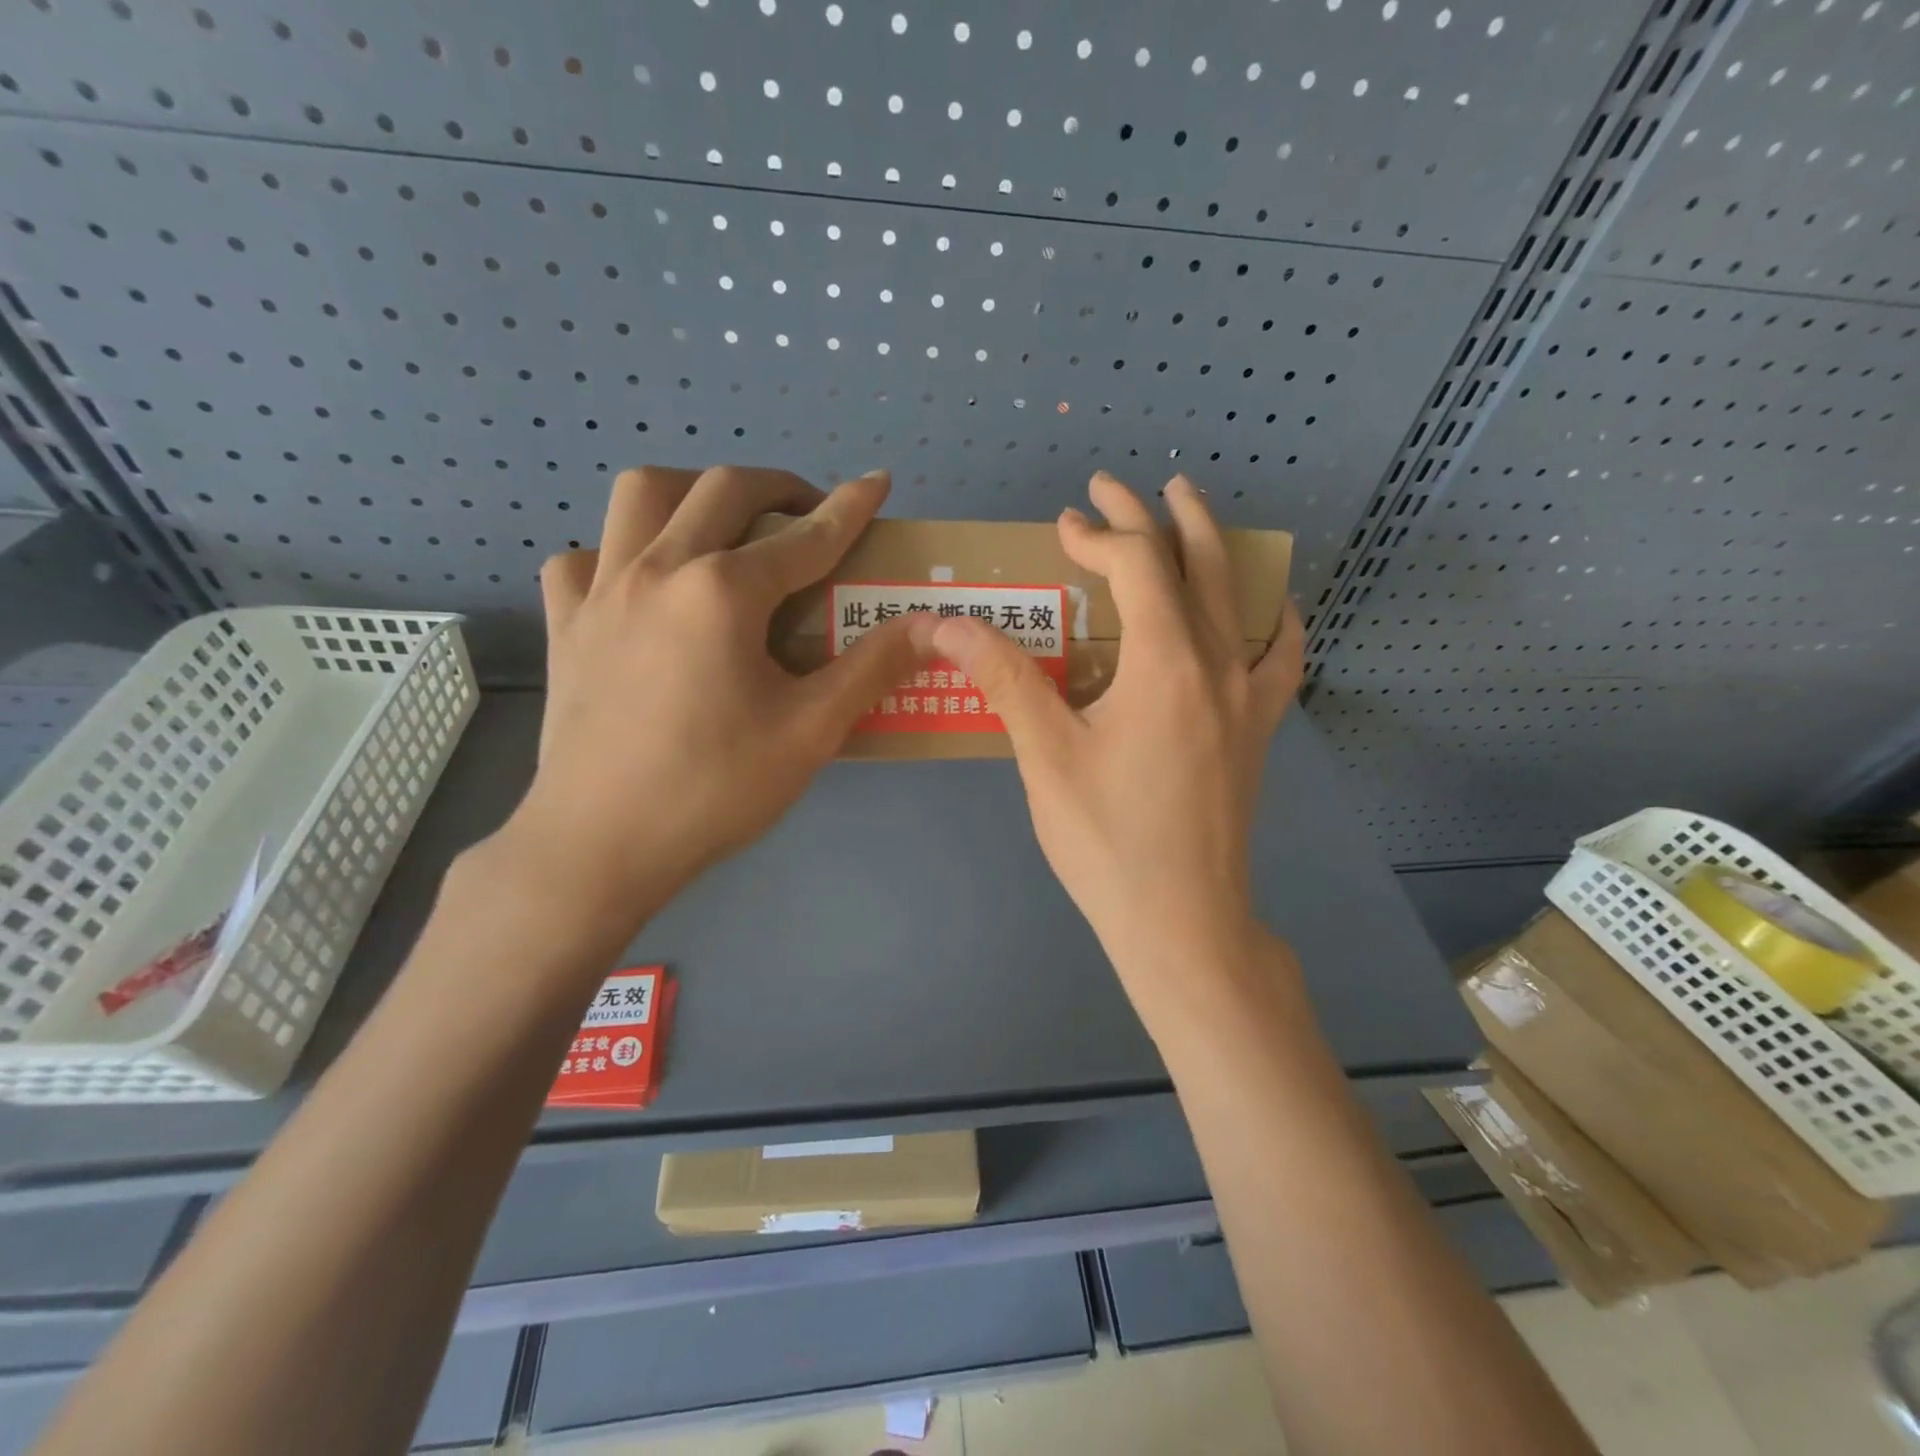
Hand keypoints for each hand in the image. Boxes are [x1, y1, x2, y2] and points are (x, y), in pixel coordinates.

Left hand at [500, 465, 933, 924]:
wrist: (601, 846)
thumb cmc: (714, 789)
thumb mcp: (811, 731)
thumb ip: (873, 668)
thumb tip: (932, 626)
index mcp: (722, 592)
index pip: (805, 536)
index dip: (850, 507)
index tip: (878, 481)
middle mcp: (657, 568)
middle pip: (723, 489)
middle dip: (779, 487)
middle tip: (808, 516)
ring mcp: (600, 590)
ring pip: (642, 495)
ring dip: (693, 492)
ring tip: (724, 529)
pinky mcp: (565, 622)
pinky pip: (585, 555)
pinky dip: (620, 550)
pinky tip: (643, 585)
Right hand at [929, 471, 1303, 998]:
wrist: (1182, 920)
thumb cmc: (1107, 840)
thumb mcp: (1045, 756)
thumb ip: (1003, 678)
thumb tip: (946, 623)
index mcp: (1165, 662)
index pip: (1135, 567)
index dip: (1096, 535)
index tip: (1062, 526)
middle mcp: (1217, 664)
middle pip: (1192, 564)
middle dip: (1152, 515)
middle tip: (1120, 484)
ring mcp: (1247, 696)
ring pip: (1238, 596)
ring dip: (1210, 546)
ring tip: (1189, 510)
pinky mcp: (1257, 729)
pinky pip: (1277, 655)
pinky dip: (1272, 618)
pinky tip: (1268, 607)